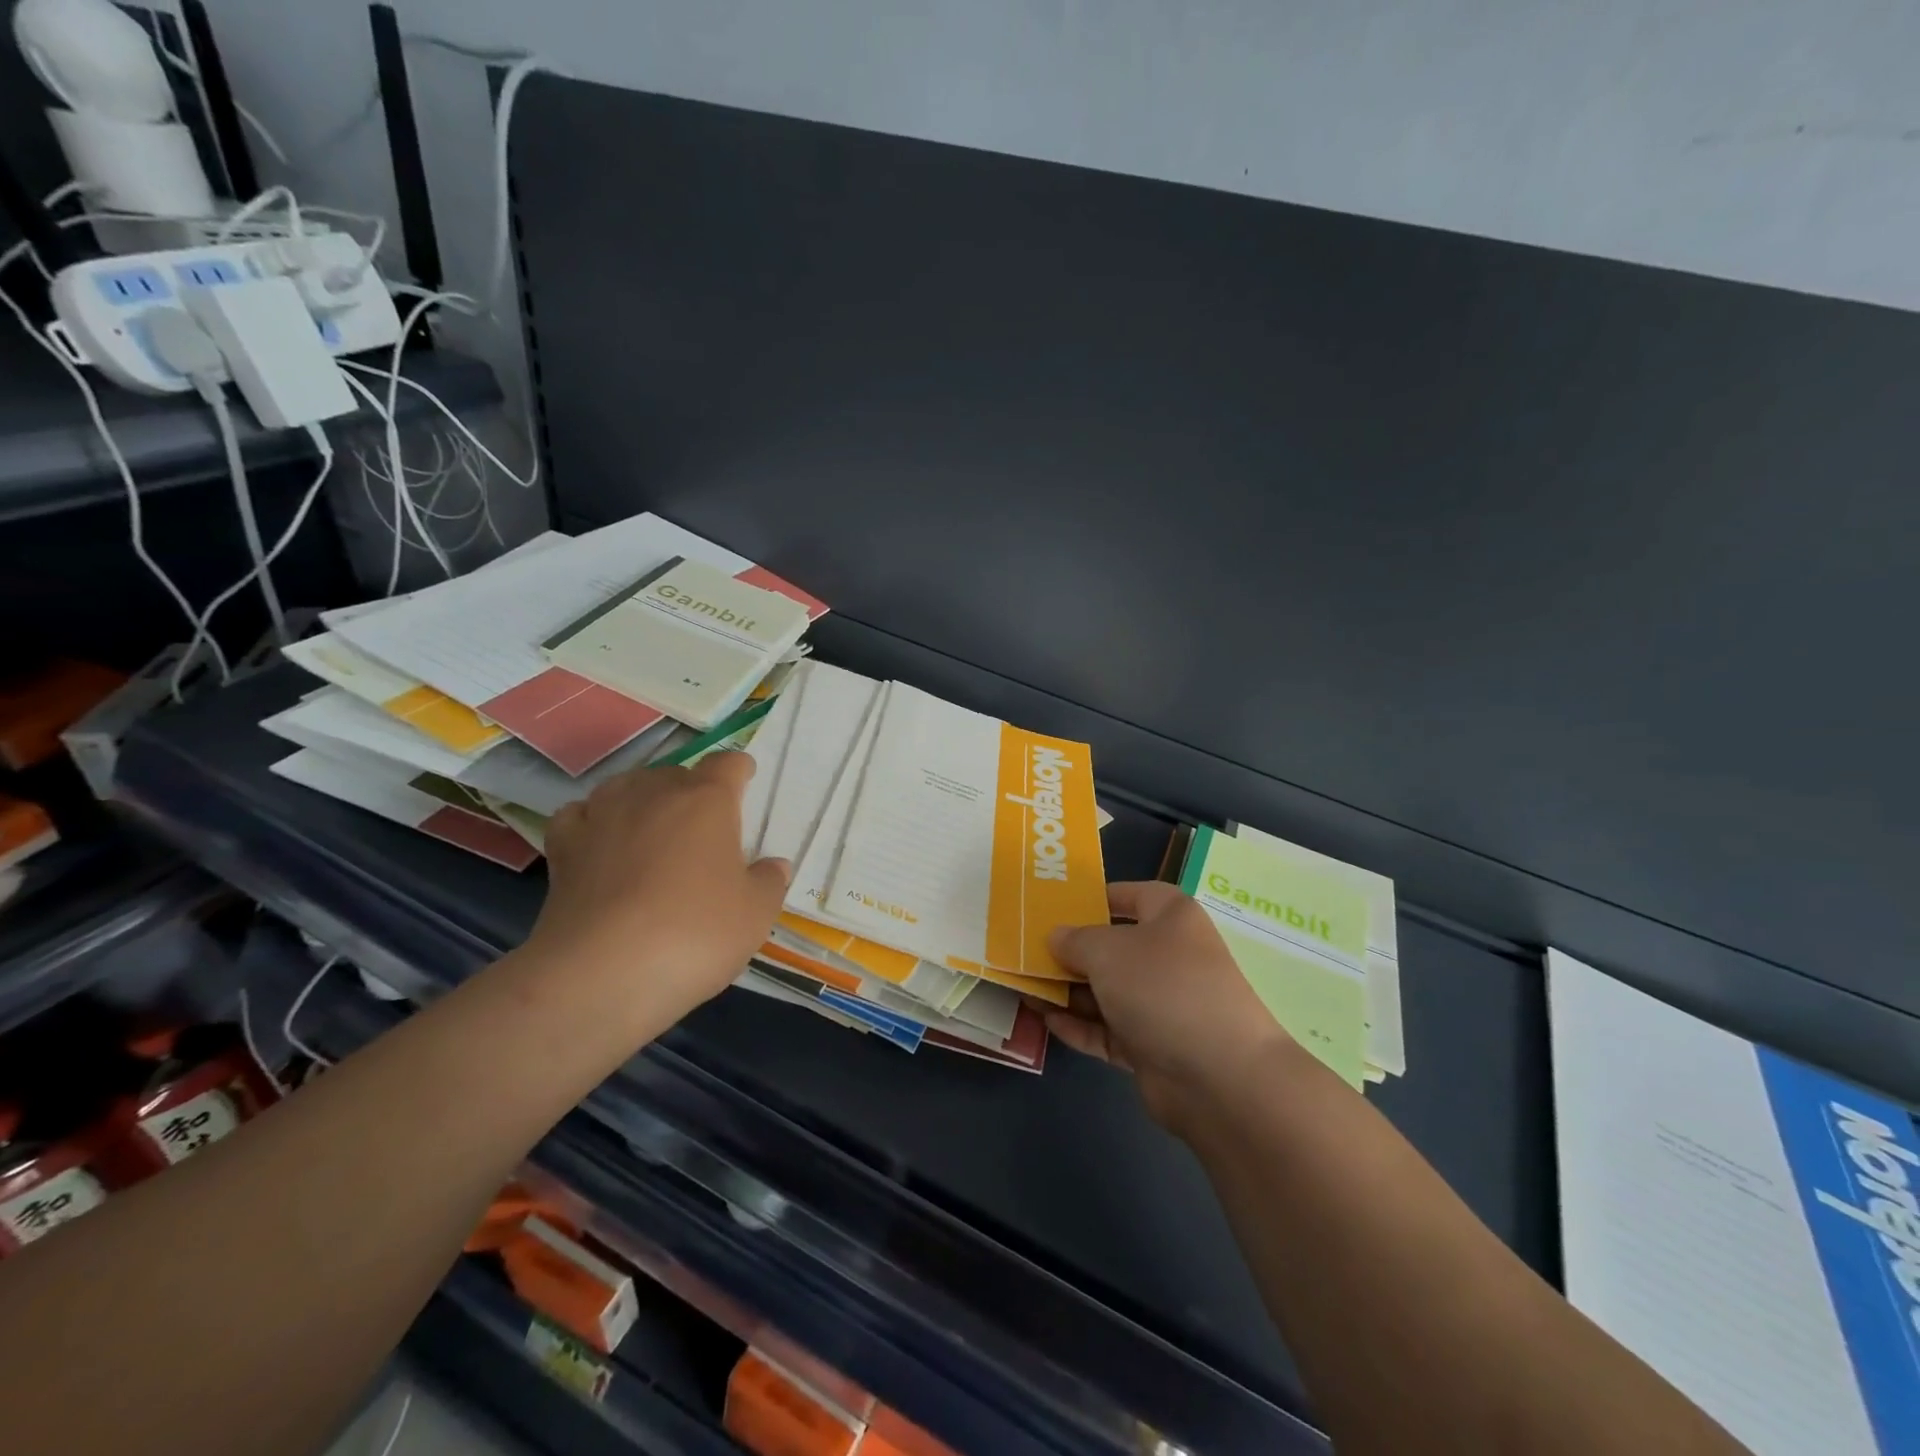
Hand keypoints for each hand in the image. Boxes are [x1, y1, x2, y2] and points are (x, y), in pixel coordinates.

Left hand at [526, 753, 790, 1032]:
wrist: (603, 972)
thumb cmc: (695, 932)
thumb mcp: (755, 914)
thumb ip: (769, 882)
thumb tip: (773, 865)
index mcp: (707, 800)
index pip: (726, 764)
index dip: (739, 770)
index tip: (746, 781)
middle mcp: (653, 794)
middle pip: (676, 773)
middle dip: (692, 790)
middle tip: (705, 825)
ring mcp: (603, 816)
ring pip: (627, 786)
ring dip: (643, 798)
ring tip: (653, 825)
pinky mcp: (565, 847)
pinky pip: (580, 815)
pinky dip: (593, 820)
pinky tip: (601, 840)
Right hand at [1047, 881, 1301, 1128]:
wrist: (1220, 1077)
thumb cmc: (1163, 988)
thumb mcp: (1107, 950)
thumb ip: (1074, 940)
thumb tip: (1056, 937)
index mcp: (1170, 917)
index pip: (1130, 895)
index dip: (1094, 897)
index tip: (1054, 906)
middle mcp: (1169, 956)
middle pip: (1112, 946)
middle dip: (1070, 951)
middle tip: (1025, 950)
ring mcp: (1162, 1004)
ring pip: (1106, 991)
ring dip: (1067, 991)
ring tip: (1024, 987)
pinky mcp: (1153, 1046)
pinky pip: (1108, 1029)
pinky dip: (1080, 1025)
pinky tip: (1045, 1021)